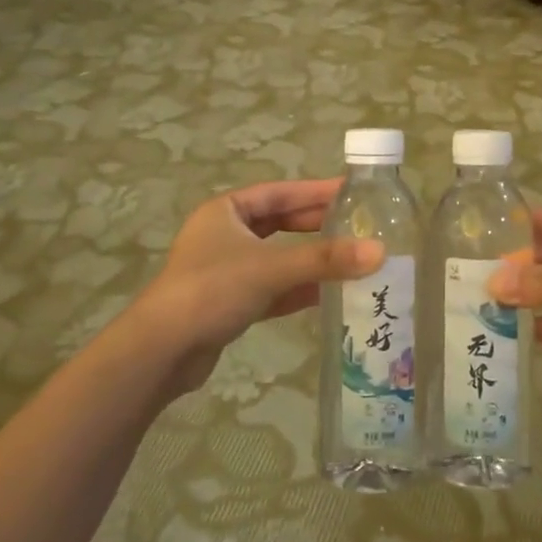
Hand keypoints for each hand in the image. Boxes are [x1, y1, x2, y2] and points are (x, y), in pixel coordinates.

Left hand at [125, 178, 382, 396]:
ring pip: (278, 258)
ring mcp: (226, 270)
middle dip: (317, 226)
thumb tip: (380, 251)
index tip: (352, 190)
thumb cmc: (212, 290)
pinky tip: (329, 294)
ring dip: (311, 260)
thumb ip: (325, 260)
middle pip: (281, 224)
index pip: (280, 192)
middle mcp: (225, 235)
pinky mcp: (230, 302)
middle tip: (358, 226)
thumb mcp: (270, 268)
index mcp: (226, 211)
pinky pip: (273, 288)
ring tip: (352, 259)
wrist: (161, 351)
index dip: (316, 191)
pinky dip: (298, 289)